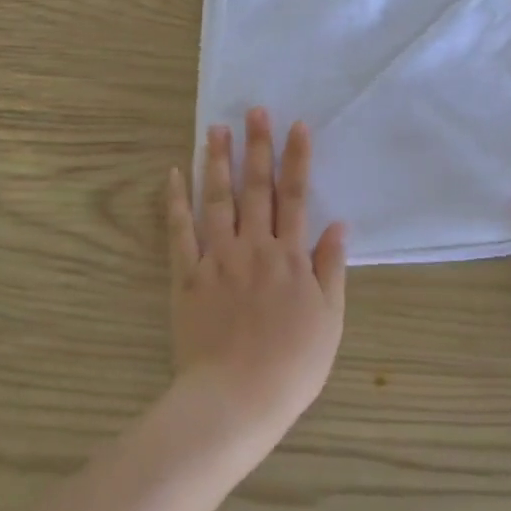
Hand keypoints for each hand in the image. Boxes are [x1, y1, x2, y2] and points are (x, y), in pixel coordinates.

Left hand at [165, 109, 345, 447]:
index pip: (295, 196)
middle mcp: (253, 246)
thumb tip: (338, 225)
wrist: (236, 399)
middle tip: (254, 110)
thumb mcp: (329, 320)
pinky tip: (173, 175)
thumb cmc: (291, 365)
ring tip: (215, 129)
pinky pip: (179, 232)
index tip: (297, 125)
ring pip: (216, 199)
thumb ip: (331, 268)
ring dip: (216, 161)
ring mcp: (217, 258)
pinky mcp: (187, 276)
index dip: (297, 158)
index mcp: (289, 256)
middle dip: (257, 146)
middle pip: (256, 188)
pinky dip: (175, 202)